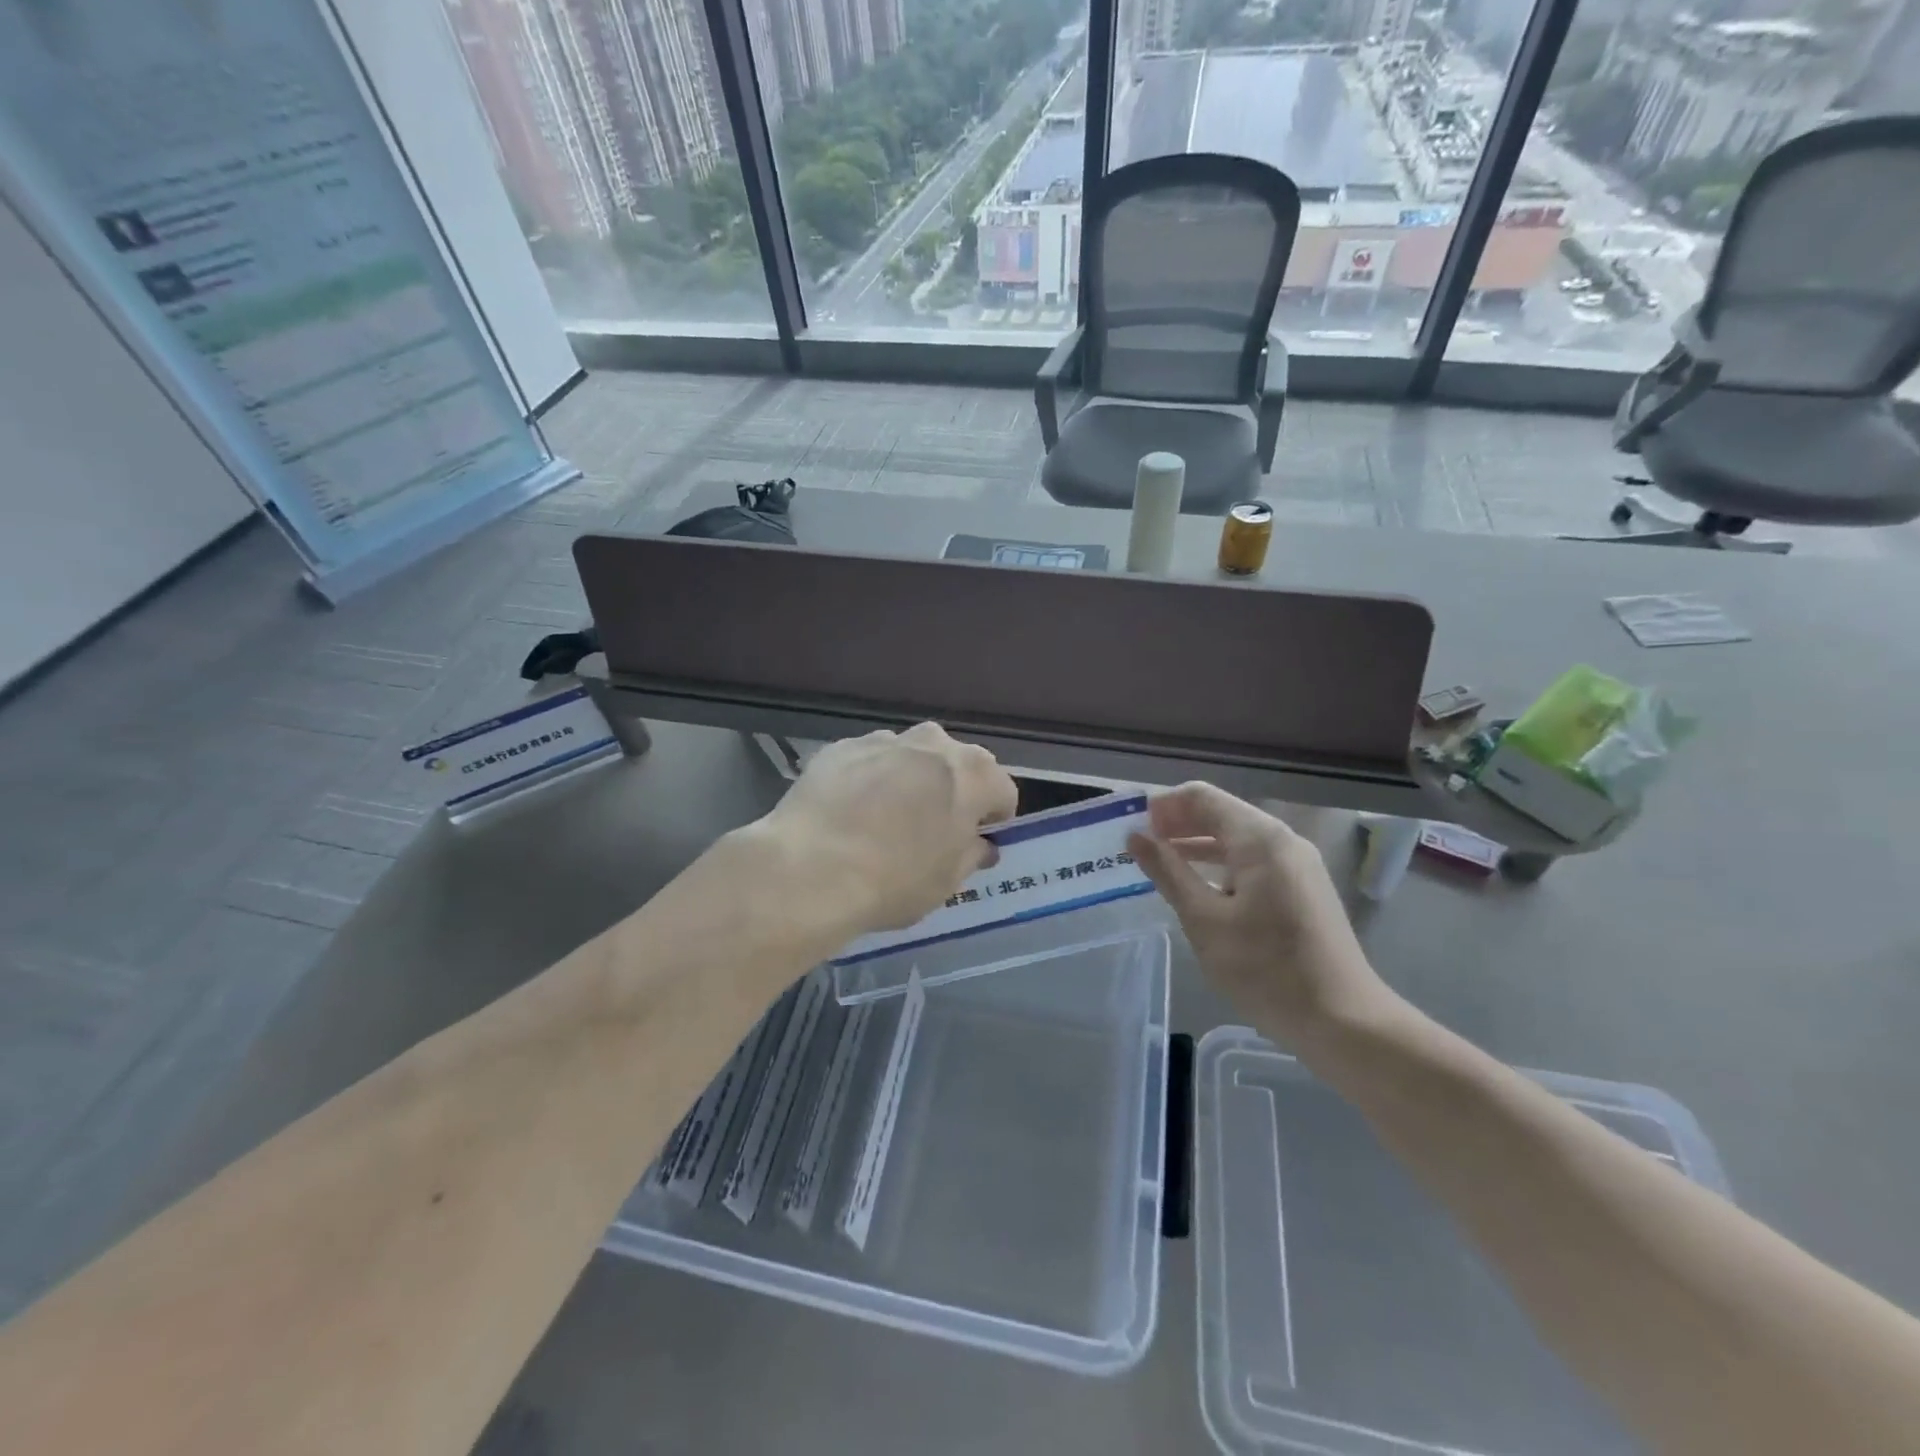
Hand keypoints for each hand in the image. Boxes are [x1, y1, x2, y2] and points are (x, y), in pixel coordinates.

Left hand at [761, 724, 1017, 932]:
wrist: (811, 868)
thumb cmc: (894, 880)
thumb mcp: (947, 881)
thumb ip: (971, 855)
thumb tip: (980, 845)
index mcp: (974, 774)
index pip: (1002, 792)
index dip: (993, 818)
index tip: (977, 841)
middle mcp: (934, 744)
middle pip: (957, 765)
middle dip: (952, 791)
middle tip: (932, 829)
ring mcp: (884, 740)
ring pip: (911, 758)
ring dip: (910, 781)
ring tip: (885, 820)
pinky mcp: (841, 747)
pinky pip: (869, 762)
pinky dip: (868, 779)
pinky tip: (849, 813)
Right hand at [1128, 783, 1397, 1040]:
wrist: (1344, 1021)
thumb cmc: (1266, 969)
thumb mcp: (1204, 920)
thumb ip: (1168, 872)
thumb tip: (1135, 837)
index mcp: (1259, 838)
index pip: (1201, 797)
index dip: (1163, 807)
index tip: (1132, 830)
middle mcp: (1282, 839)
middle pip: (1220, 812)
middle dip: (1177, 823)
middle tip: (1139, 848)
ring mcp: (1297, 864)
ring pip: (1236, 837)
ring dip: (1196, 844)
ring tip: (1159, 864)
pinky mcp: (1302, 887)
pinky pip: (1252, 860)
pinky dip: (1220, 864)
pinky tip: (1198, 887)